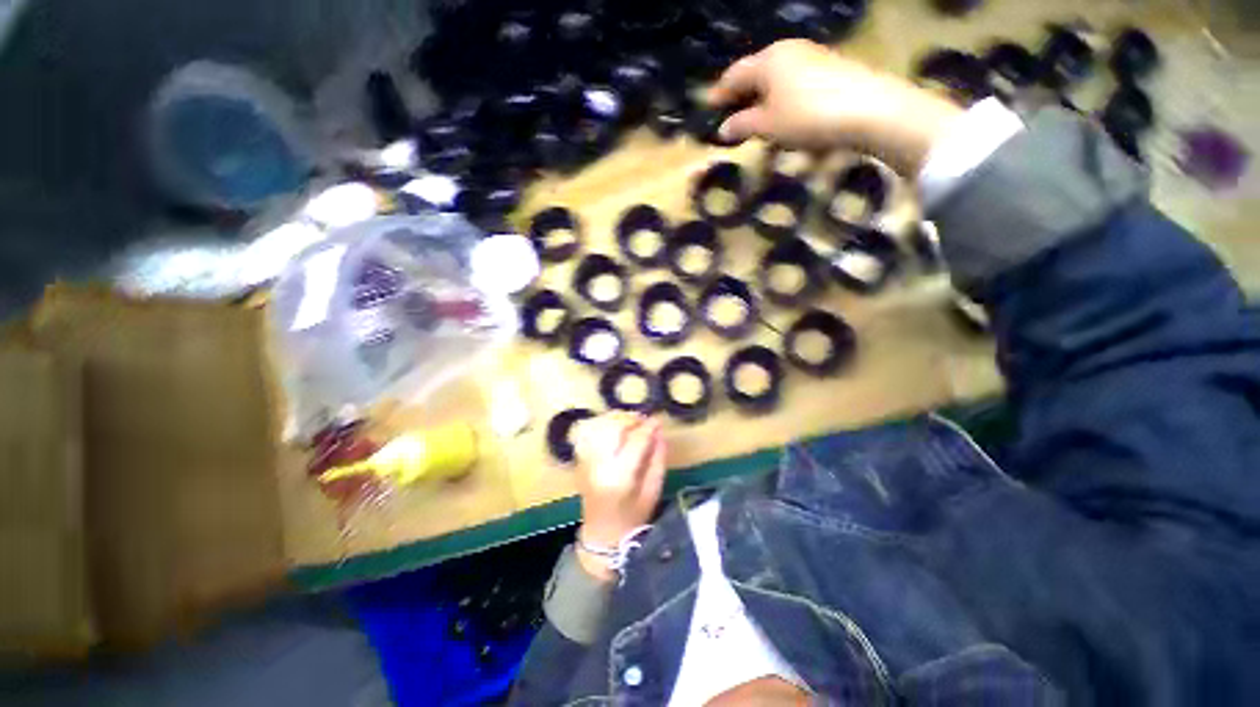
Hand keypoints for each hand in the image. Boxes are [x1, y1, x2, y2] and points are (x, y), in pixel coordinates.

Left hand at [571, 412, 666, 581]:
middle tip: (644, 420)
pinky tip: (612, 427)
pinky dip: (601, 423)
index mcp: (619, 477)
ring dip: (616, 418)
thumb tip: (659, 431)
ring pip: (598, 425)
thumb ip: (658, 459)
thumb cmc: (632, 517)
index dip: (648, 427)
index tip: (658, 420)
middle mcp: (598, 465)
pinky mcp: (578, 458)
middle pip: (612, 427)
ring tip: (630, 422)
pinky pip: (587, 431)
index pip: (635, 441)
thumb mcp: (653, 491)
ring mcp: (584, 460)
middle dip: (630, 418)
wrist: (601, 534)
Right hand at [707, 39, 964, 174]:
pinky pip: (796, 86)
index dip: (720, 93)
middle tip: (729, 113)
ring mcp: (812, 58)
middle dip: (742, 95)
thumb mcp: (767, 125)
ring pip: (778, 80)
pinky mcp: (830, 71)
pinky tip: (785, 119)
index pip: (735, 75)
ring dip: (764, 100)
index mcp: (768, 60)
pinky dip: (784, 102)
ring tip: (756, 121)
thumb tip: (723, 129)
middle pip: (757, 73)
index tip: (708, 107)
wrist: (868, 109)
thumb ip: (742, 125)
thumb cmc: (806, 116)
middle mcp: (789, 52)